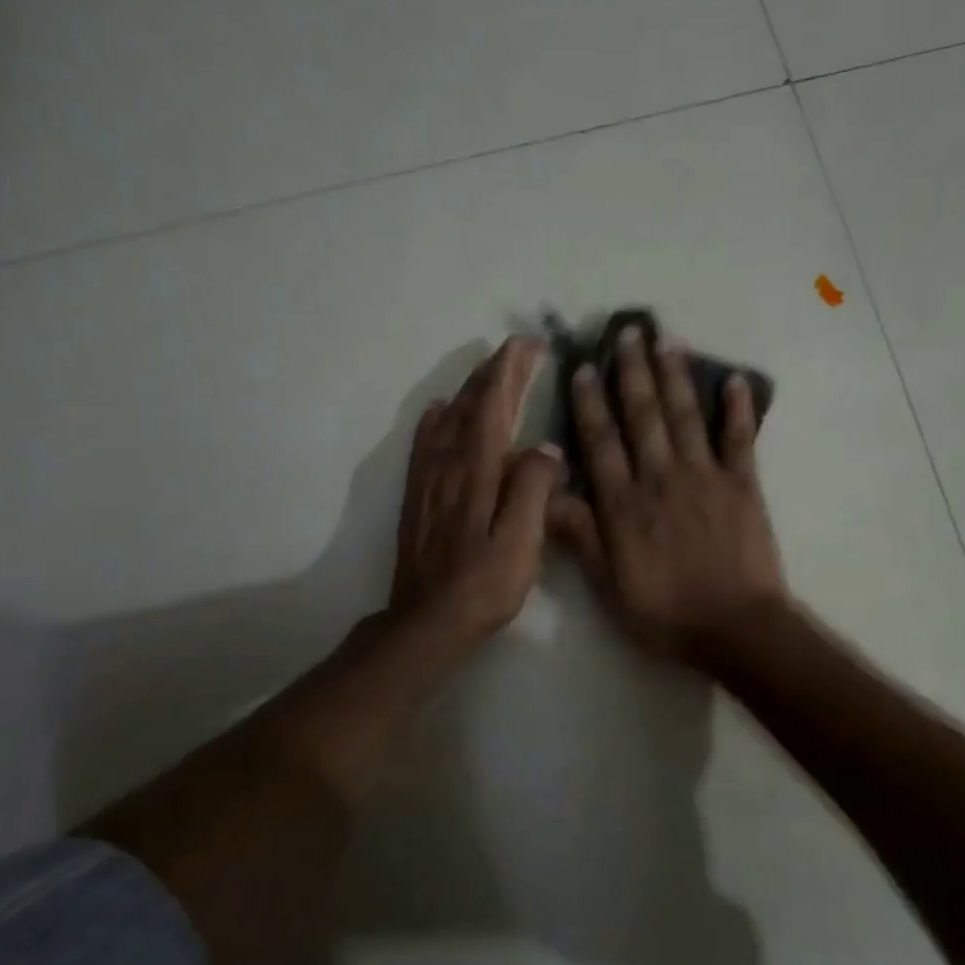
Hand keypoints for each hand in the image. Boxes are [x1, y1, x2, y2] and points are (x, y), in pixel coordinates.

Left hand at [392, 335, 563, 650]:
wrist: (428, 620)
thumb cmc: (484, 584)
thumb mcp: (522, 542)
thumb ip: (534, 489)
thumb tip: (546, 448)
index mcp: (479, 471)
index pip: (495, 406)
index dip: (511, 371)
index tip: (530, 344)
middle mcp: (449, 464)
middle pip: (471, 405)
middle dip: (495, 372)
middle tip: (518, 348)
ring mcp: (428, 479)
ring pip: (448, 419)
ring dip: (470, 389)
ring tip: (489, 371)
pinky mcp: (417, 497)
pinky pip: (424, 444)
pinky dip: (434, 419)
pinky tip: (439, 409)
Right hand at [549, 325, 785, 665]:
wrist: (736, 629)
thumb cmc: (667, 614)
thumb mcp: (609, 587)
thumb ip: (581, 538)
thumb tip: (548, 495)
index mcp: (625, 504)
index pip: (601, 443)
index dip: (590, 403)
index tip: (584, 368)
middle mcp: (661, 478)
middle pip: (643, 416)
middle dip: (632, 372)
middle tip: (627, 333)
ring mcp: (705, 477)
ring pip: (685, 416)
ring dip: (675, 376)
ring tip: (667, 341)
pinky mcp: (744, 485)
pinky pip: (740, 439)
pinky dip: (738, 409)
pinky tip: (734, 380)